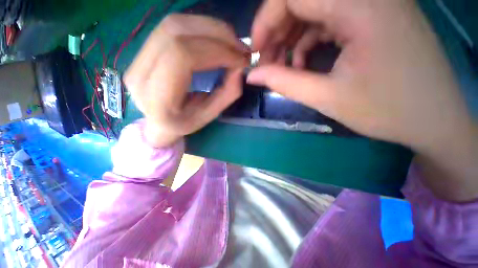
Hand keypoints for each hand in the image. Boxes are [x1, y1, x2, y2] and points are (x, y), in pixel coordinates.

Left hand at [124, 14, 248, 147]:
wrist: (159, 123)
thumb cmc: (186, 124)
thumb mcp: (210, 116)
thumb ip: (227, 93)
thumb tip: (240, 66)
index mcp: (157, 99)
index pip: (183, 56)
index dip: (216, 50)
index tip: (241, 59)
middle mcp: (140, 73)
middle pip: (176, 32)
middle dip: (217, 35)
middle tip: (240, 47)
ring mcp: (137, 58)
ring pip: (174, 24)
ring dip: (210, 28)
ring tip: (232, 42)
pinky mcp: (143, 50)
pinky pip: (173, 27)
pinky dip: (200, 28)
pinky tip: (217, 39)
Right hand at [248, 0, 476, 200]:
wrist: (434, 119)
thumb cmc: (387, 111)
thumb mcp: (326, 97)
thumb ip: (283, 82)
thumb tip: (252, 76)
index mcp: (361, 5)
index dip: (265, 21)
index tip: (255, 52)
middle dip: (276, 32)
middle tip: (266, 63)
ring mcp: (374, 1)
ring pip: (313, 8)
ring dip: (290, 37)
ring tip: (282, 66)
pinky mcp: (374, 14)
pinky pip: (328, 18)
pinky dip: (308, 39)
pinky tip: (304, 62)